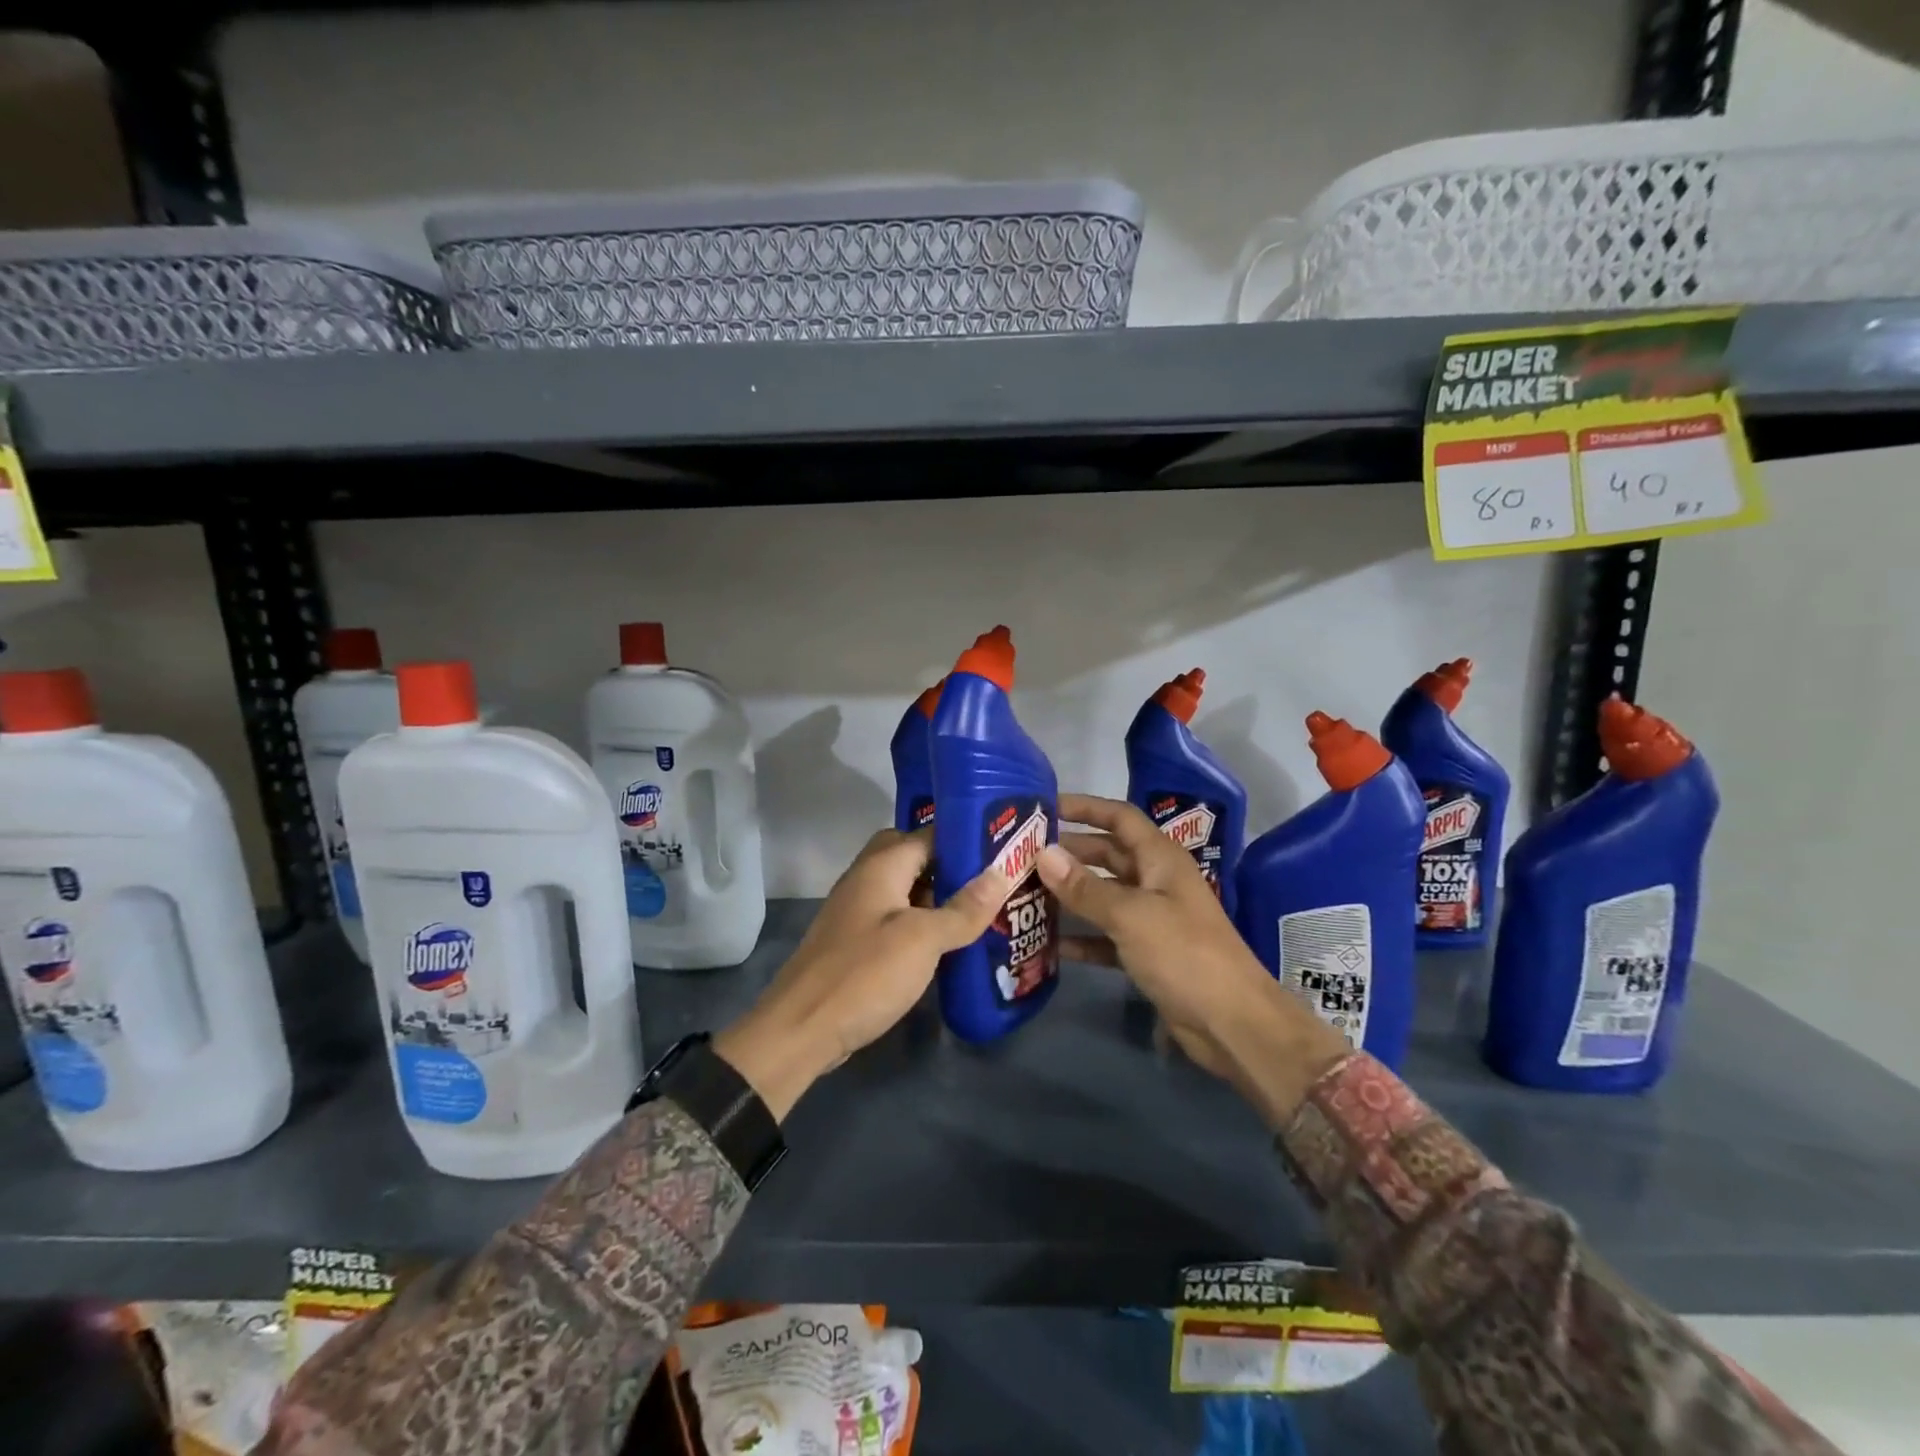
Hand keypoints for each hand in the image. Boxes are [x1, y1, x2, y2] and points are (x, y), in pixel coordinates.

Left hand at [715, 828, 1007, 1119]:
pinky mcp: (856, 944)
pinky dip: (922, 924)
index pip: (928, 833)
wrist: (801, 1030)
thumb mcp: (923, 939)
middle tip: (991, 882)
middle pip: (913, 857)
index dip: (966, 836)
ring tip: (982, 910)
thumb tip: (1001, 873)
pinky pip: (896, 920)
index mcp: (881, 867)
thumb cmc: (864, 974)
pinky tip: (948, 944)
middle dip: (950, 866)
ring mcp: (857, 913)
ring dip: (938, 897)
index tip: (1005, 847)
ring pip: (905, 891)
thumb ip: (962, 908)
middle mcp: (866, 880)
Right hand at [1038, 793, 1350, 1126]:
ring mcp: (1152, 918)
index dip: (1084, 807)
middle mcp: (1156, 881)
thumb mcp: (1130, 915)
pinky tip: (1049, 944)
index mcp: (1160, 859)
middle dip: (1069, 853)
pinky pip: (1106, 936)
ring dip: (1070, 895)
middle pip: (1106, 855)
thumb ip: (1085, 887)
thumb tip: (1043, 854)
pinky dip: (1082, 937)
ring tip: (1026, 893)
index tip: (1044, 806)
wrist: (1231, 1022)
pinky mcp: (1147, 953)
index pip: (1119, 817)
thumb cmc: (1184, 954)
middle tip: (1022, 855)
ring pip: (1103, 896)